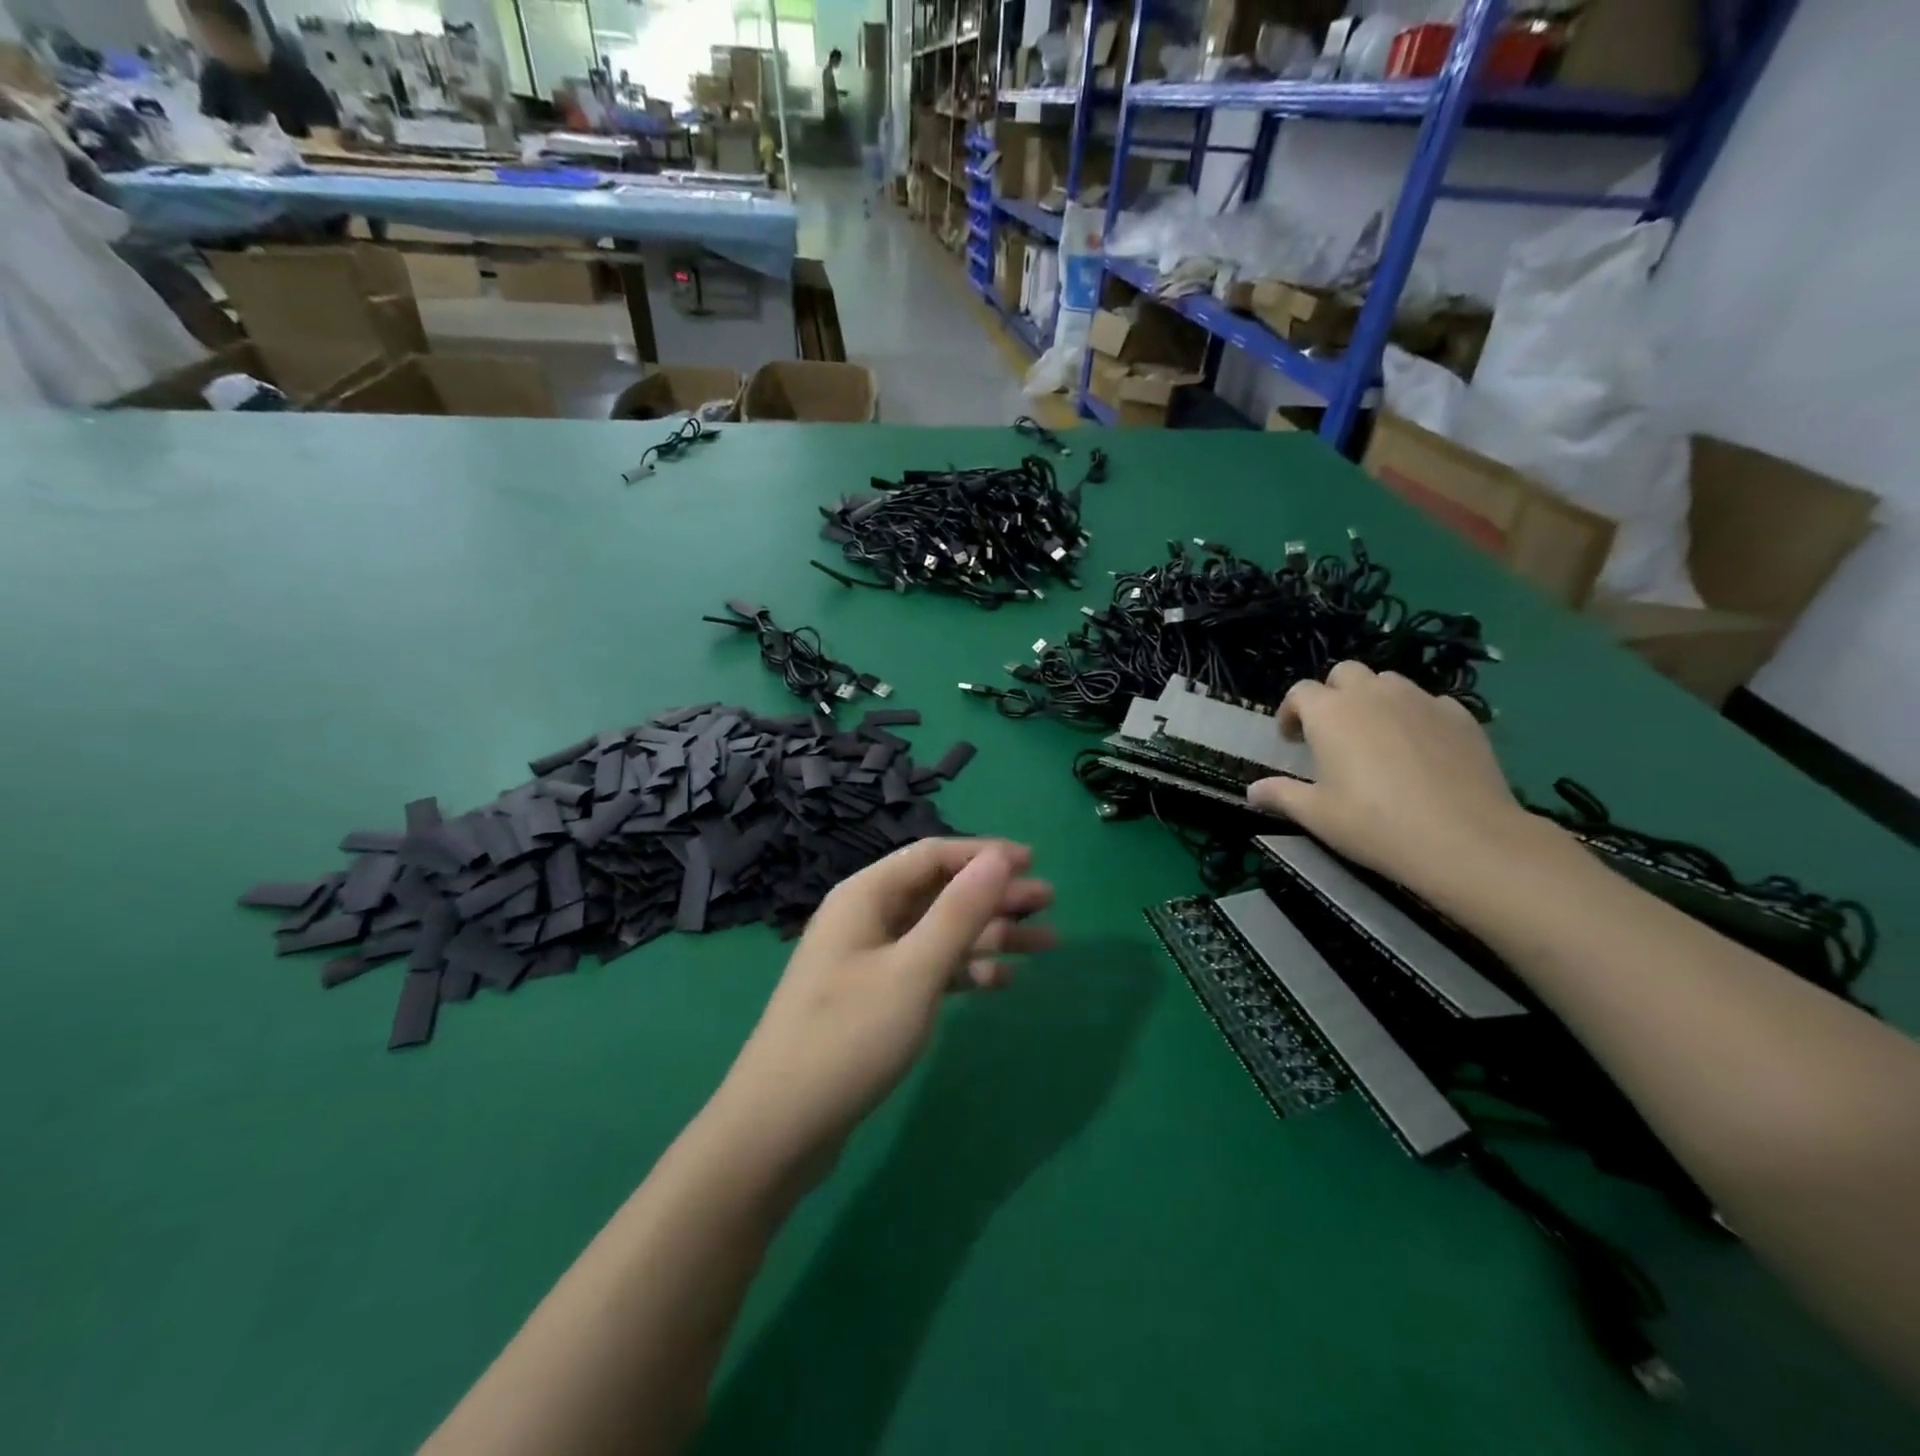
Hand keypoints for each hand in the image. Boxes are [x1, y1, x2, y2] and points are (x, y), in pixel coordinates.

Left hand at [711, 839, 1055, 1178]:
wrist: (779, 1127)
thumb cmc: (849, 1038)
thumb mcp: (913, 971)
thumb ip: (958, 912)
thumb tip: (998, 857)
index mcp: (865, 896)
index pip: (932, 856)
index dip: (984, 855)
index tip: (1032, 861)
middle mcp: (866, 918)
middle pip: (939, 892)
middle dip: (994, 896)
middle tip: (1049, 903)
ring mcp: (869, 960)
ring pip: (939, 933)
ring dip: (989, 935)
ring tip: (1045, 943)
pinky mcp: (874, 998)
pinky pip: (928, 970)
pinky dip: (964, 971)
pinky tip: (1002, 981)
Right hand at [1247, 662, 1537, 896]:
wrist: (1463, 838)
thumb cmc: (1373, 823)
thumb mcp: (1316, 815)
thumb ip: (1280, 795)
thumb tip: (1251, 791)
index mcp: (1330, 712)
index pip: (1300, 692)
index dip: (1290, 712)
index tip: (1292, 741)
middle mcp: (1373, 694)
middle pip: (1345, 673)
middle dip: (1333, 695)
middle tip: (1333, 732)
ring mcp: (1421, 700)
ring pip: (1389, 682)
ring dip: (1374, 700)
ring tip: (1376, 736)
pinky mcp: (1461, 716)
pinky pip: (1430, 703)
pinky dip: (1417, 716)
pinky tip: (1421, 749)